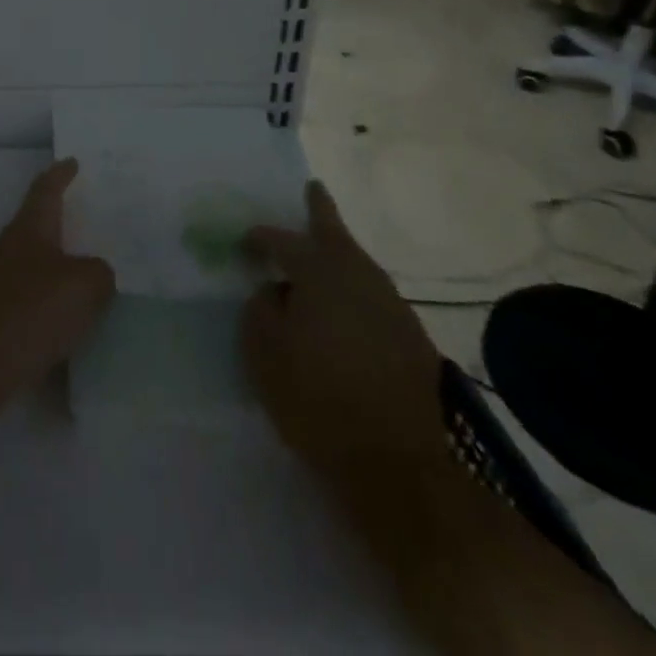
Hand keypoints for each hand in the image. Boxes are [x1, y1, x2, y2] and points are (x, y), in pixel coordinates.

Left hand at [0, 160, 115, 429]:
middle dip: (68, 222)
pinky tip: (82, 324)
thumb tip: (98, 274)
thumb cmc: (29, 310)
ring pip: (42, 266)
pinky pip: (39, 304)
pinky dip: (60, 307)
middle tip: (101, 221)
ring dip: (67, 268)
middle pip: (42, 226)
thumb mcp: (82, 286)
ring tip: (101, 275)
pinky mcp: (1, 320)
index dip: (60, 175)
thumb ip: (100, 273)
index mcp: (30, 227)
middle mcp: (13, 248)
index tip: (73, 162)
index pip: (46, 189)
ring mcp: (3, 285)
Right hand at [241, 182, 444, 472]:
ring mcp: (391, 307)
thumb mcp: (264, 352)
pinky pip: (371, 297)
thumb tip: (274, 292)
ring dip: (337, 255)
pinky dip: (352, 291)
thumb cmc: (319, 399)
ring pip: (357, 265)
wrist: (401, 466)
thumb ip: (260, 309)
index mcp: (320, 272)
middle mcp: (360, 277)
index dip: (259, 238)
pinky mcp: (411, 340)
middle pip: (336, 233)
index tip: (244, 242)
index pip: (282, 240)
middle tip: (312, 190)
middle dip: (320, 210)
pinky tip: (343, 310)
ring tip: (320, 256)